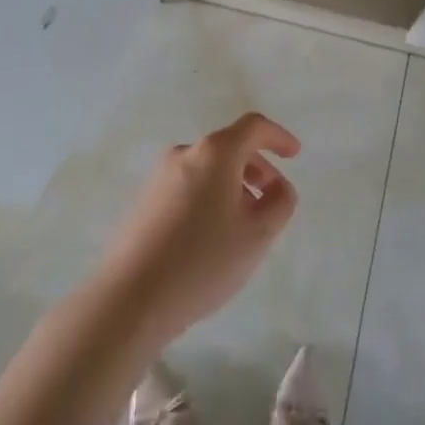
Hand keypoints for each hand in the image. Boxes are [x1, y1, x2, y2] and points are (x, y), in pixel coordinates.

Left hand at [96, 112, 300, 350]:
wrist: (130, 297)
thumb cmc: (202, 261)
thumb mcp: (257, 236)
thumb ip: (280, 203)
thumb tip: (278, 187)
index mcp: (215, 153)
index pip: (253, 127)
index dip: (278, 137)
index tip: (295, 155)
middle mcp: (185, 154)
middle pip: (230, 147)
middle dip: (258, 167)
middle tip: (272, 199)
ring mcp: (159, 176)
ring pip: (208, 169)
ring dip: (234, 185)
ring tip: (245, 224)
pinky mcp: (144, 200)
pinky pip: (188, 186)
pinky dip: (210, 197)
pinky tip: (213, 236)